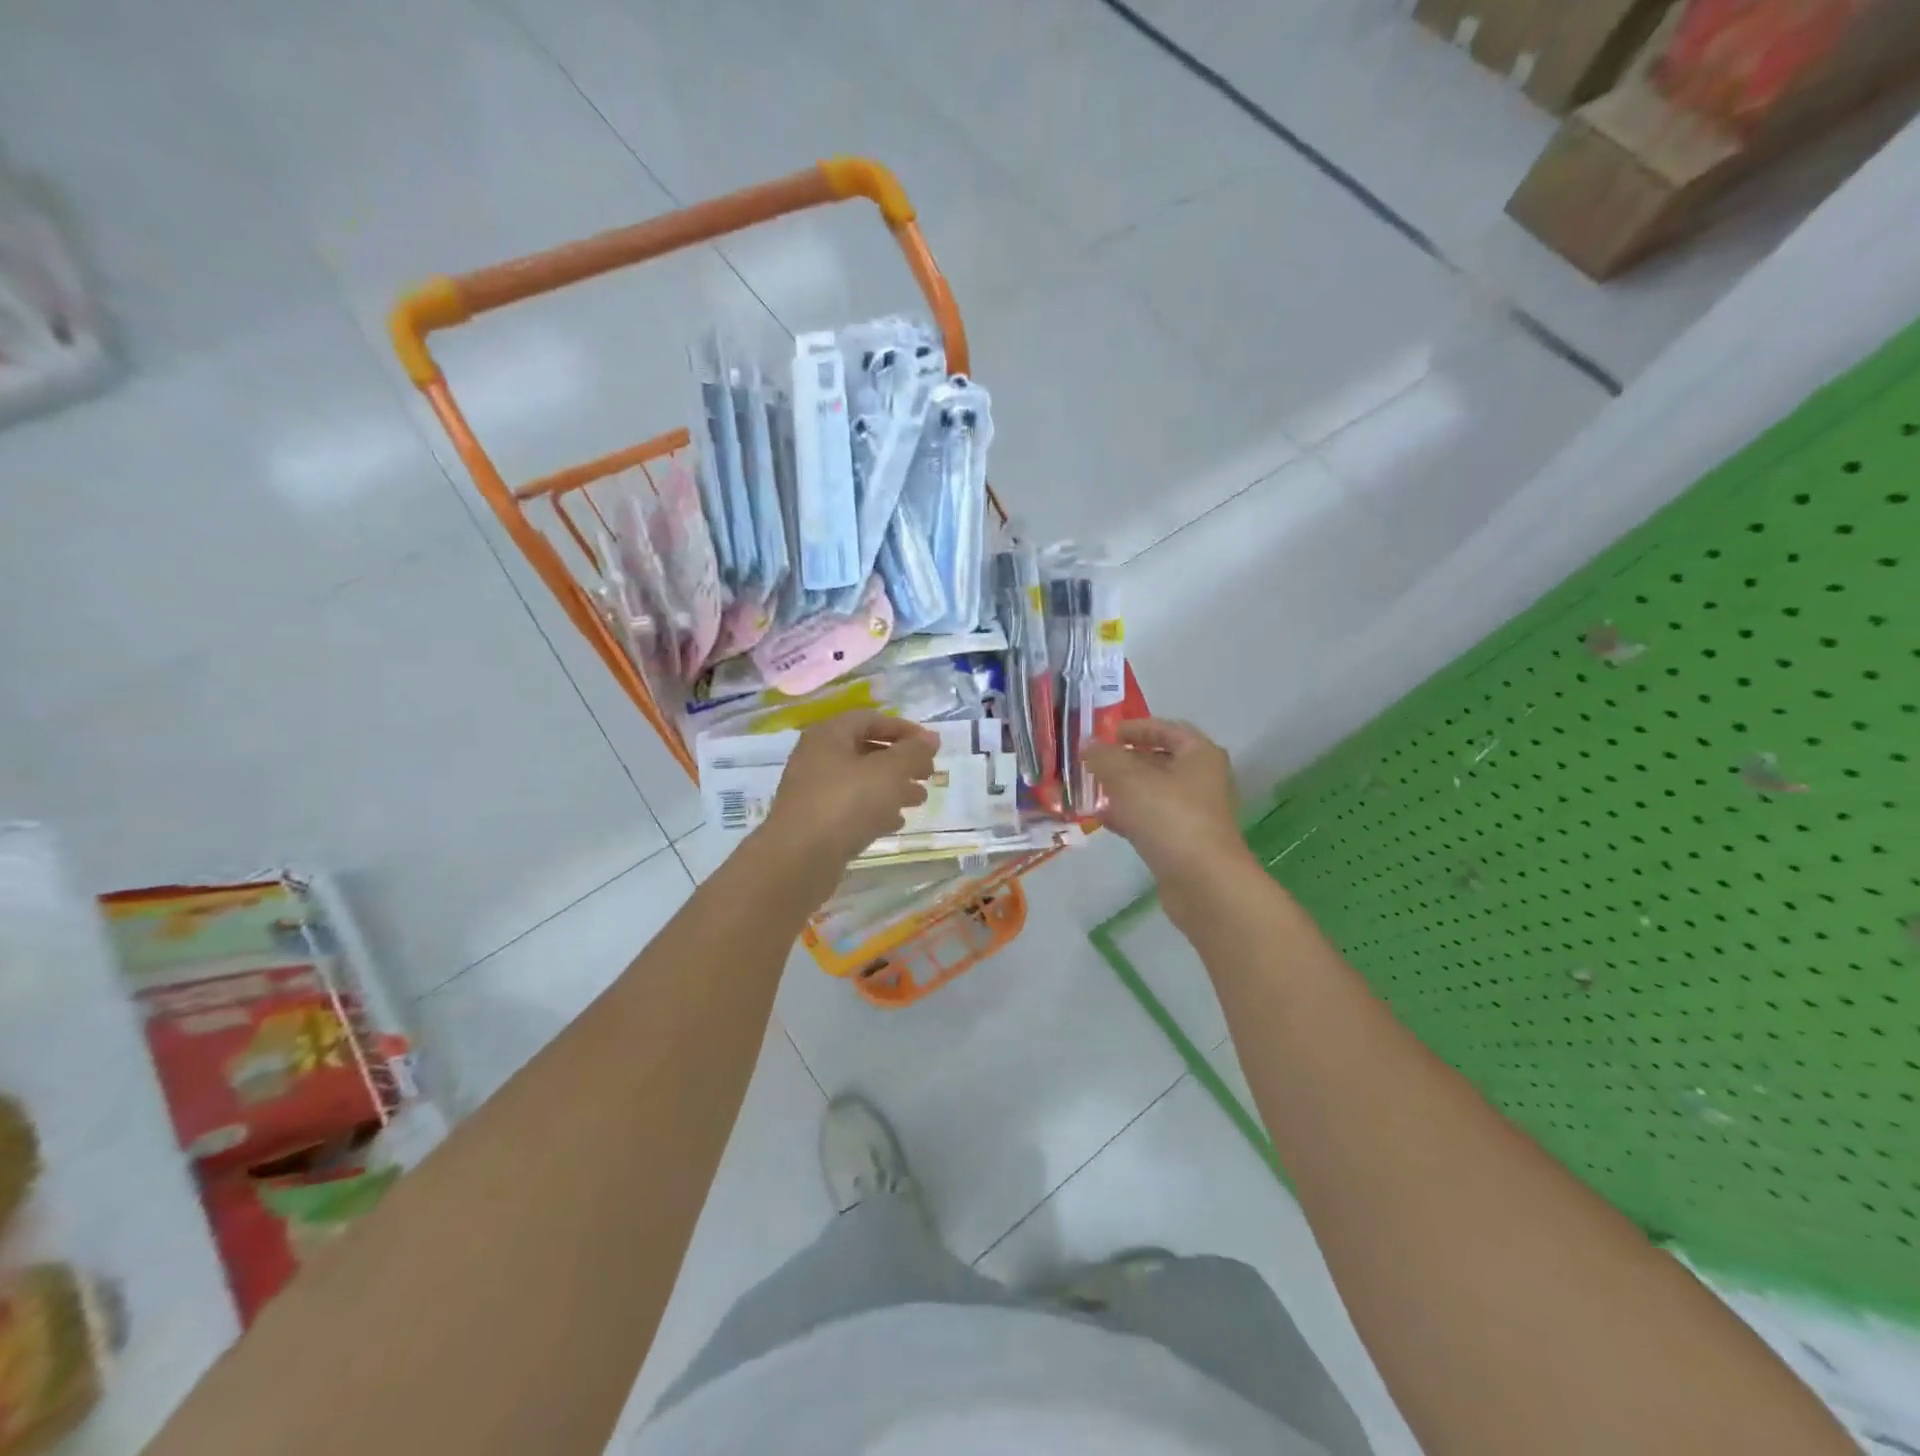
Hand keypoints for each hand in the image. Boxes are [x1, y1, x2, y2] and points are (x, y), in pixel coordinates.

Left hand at [761, 710, 938, 866]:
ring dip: (892, 787)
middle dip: (900, 761)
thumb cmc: (846, 803)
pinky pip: (850, 808)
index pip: (870, 720)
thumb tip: (932, 738)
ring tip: (920, 800)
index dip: (903, 728)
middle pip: (865, 750)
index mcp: (829, 735)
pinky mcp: (815, 822)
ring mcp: (813, 792)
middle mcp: (817, 758)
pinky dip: (875, 810)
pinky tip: (896, 822)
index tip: (930, 746)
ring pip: (860, 782)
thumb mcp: (888, 772)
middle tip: (928, 774)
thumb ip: (913, 752)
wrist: (799, 859)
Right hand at [1086, 719, 1253, 887]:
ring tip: (1091, 790)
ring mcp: (1194, 814)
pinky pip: (1152, 820)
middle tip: (1093, 762)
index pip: (1168, 729)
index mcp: (1199, 755)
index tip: (1107, 734)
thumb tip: (1088, 744)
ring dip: (1123, 790)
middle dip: (1125, 761)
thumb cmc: (1169, 816)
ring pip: (1153, 793)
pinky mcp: (1183, 842)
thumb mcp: (1129, 778)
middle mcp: (1202, 780)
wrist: (1202, 882)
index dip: (1137, 728)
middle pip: (1160, 761)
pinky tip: (1102, 820)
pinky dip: (1129, 816)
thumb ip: (1105, 757)